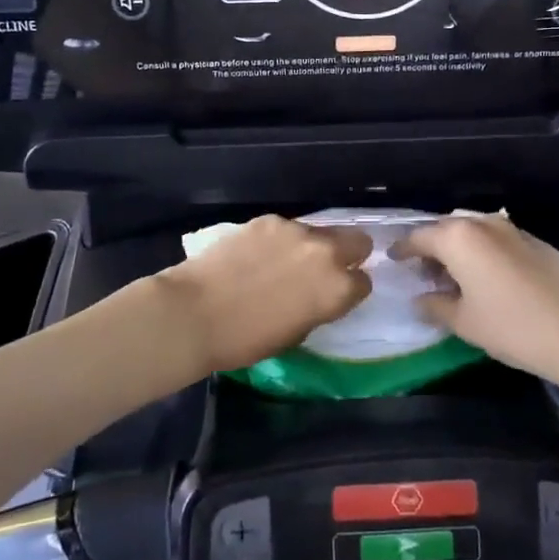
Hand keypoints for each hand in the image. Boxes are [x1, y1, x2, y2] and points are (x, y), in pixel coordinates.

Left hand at [155, 215, 372, 373]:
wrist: (195, 312)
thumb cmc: (246, 339)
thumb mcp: (297, 333)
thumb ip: (319, 306)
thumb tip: (319, 294)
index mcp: (337, 288)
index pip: (364, 282)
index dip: (350, 289)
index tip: (336, 295)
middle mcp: (325, 252)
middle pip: (358, 241)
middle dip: (348, 254)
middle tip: (323, 270)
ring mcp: (295, 230)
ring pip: (318, 232)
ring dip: (310, 247)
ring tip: (281, 263)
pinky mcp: (268, 220)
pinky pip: (286, 229)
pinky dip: (278, 241)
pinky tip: (255, 255)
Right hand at [393, 214, 558, 393]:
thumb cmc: (512, 327)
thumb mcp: (464, 322)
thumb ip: (435, 306)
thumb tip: (419, 299)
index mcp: (459, 238)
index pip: (420, 237)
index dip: (403, 249)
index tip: (393, 259)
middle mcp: (484, 224)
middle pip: (447, 229)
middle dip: (432, 247)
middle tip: (423, 272)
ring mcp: (514, 230)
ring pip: (474, 232)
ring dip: (459, 248)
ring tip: (454, 276)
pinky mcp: (537, 243)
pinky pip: (498, 240)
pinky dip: (485, 253)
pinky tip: (488, 278)